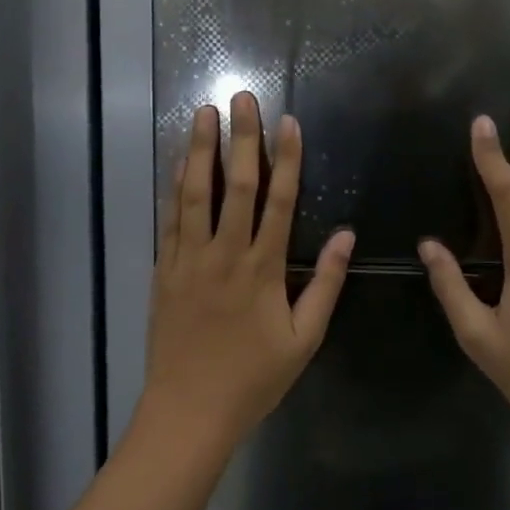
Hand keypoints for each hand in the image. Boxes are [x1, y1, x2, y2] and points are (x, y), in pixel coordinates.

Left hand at [143, 92, 354, 449]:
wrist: (189, 411)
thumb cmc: (253, 378)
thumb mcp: (304, 339)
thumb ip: (324, 284)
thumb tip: (345, 235)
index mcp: (263, 269)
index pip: (278, 201)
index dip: (286, 159)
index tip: (288, 123)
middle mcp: (224, 254)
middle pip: (235, 185)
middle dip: (241, 138)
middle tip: (242, 98)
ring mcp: (189, 260)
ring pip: (195, 194)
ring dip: (199, 150)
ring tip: (203, 114)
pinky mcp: (164, 270)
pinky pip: (169, 220)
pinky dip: (175, 187)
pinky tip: (178, 163)